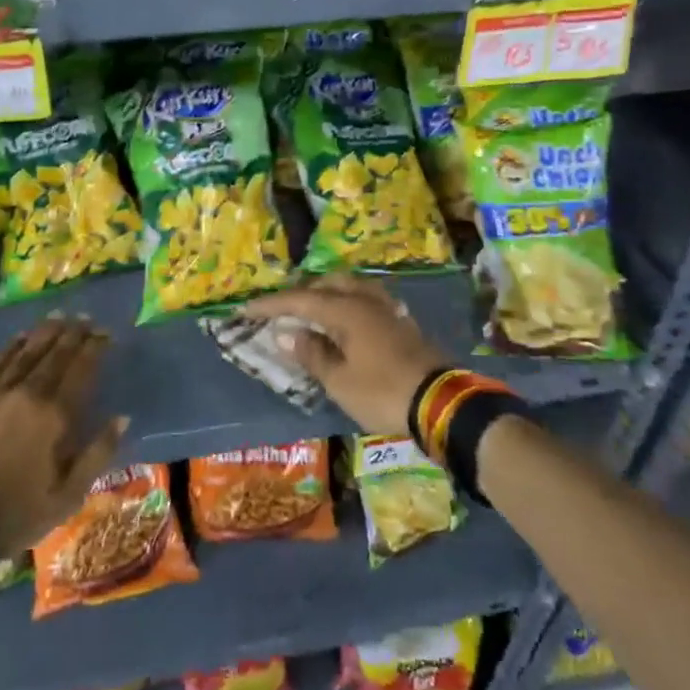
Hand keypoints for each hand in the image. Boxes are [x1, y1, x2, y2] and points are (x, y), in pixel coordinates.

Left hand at [0, 316, 128, 554]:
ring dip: (45, 332)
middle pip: (54, 354)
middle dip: (73, 334)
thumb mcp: (67, 496)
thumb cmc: (15, 513)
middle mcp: (27, 393)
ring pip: (26, 351)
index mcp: (54, 415)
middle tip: (86, 319)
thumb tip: (122, 418)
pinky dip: (12, 345)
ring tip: (59, 318)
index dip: (95, 348)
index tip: (106, 333)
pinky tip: (21, 336)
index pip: (80, 369)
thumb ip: (97, 454)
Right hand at [244, 275, 445, 434]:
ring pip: (348, 288)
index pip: (299, 300)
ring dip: (325, 295)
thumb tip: (287, 335)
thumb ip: (312, 354)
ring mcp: (386, 308)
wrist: (443, 404)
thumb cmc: (383, 392)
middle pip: (325, 285)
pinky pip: (363, 301)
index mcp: (345, 310)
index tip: (245, 310)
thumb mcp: (340, 381)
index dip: (270, 305)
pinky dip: (345, 304)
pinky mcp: (400, 322)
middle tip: (280, 310)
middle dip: (300, 294)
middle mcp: (365, 300)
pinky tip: (344, 320)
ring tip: (310, 311)